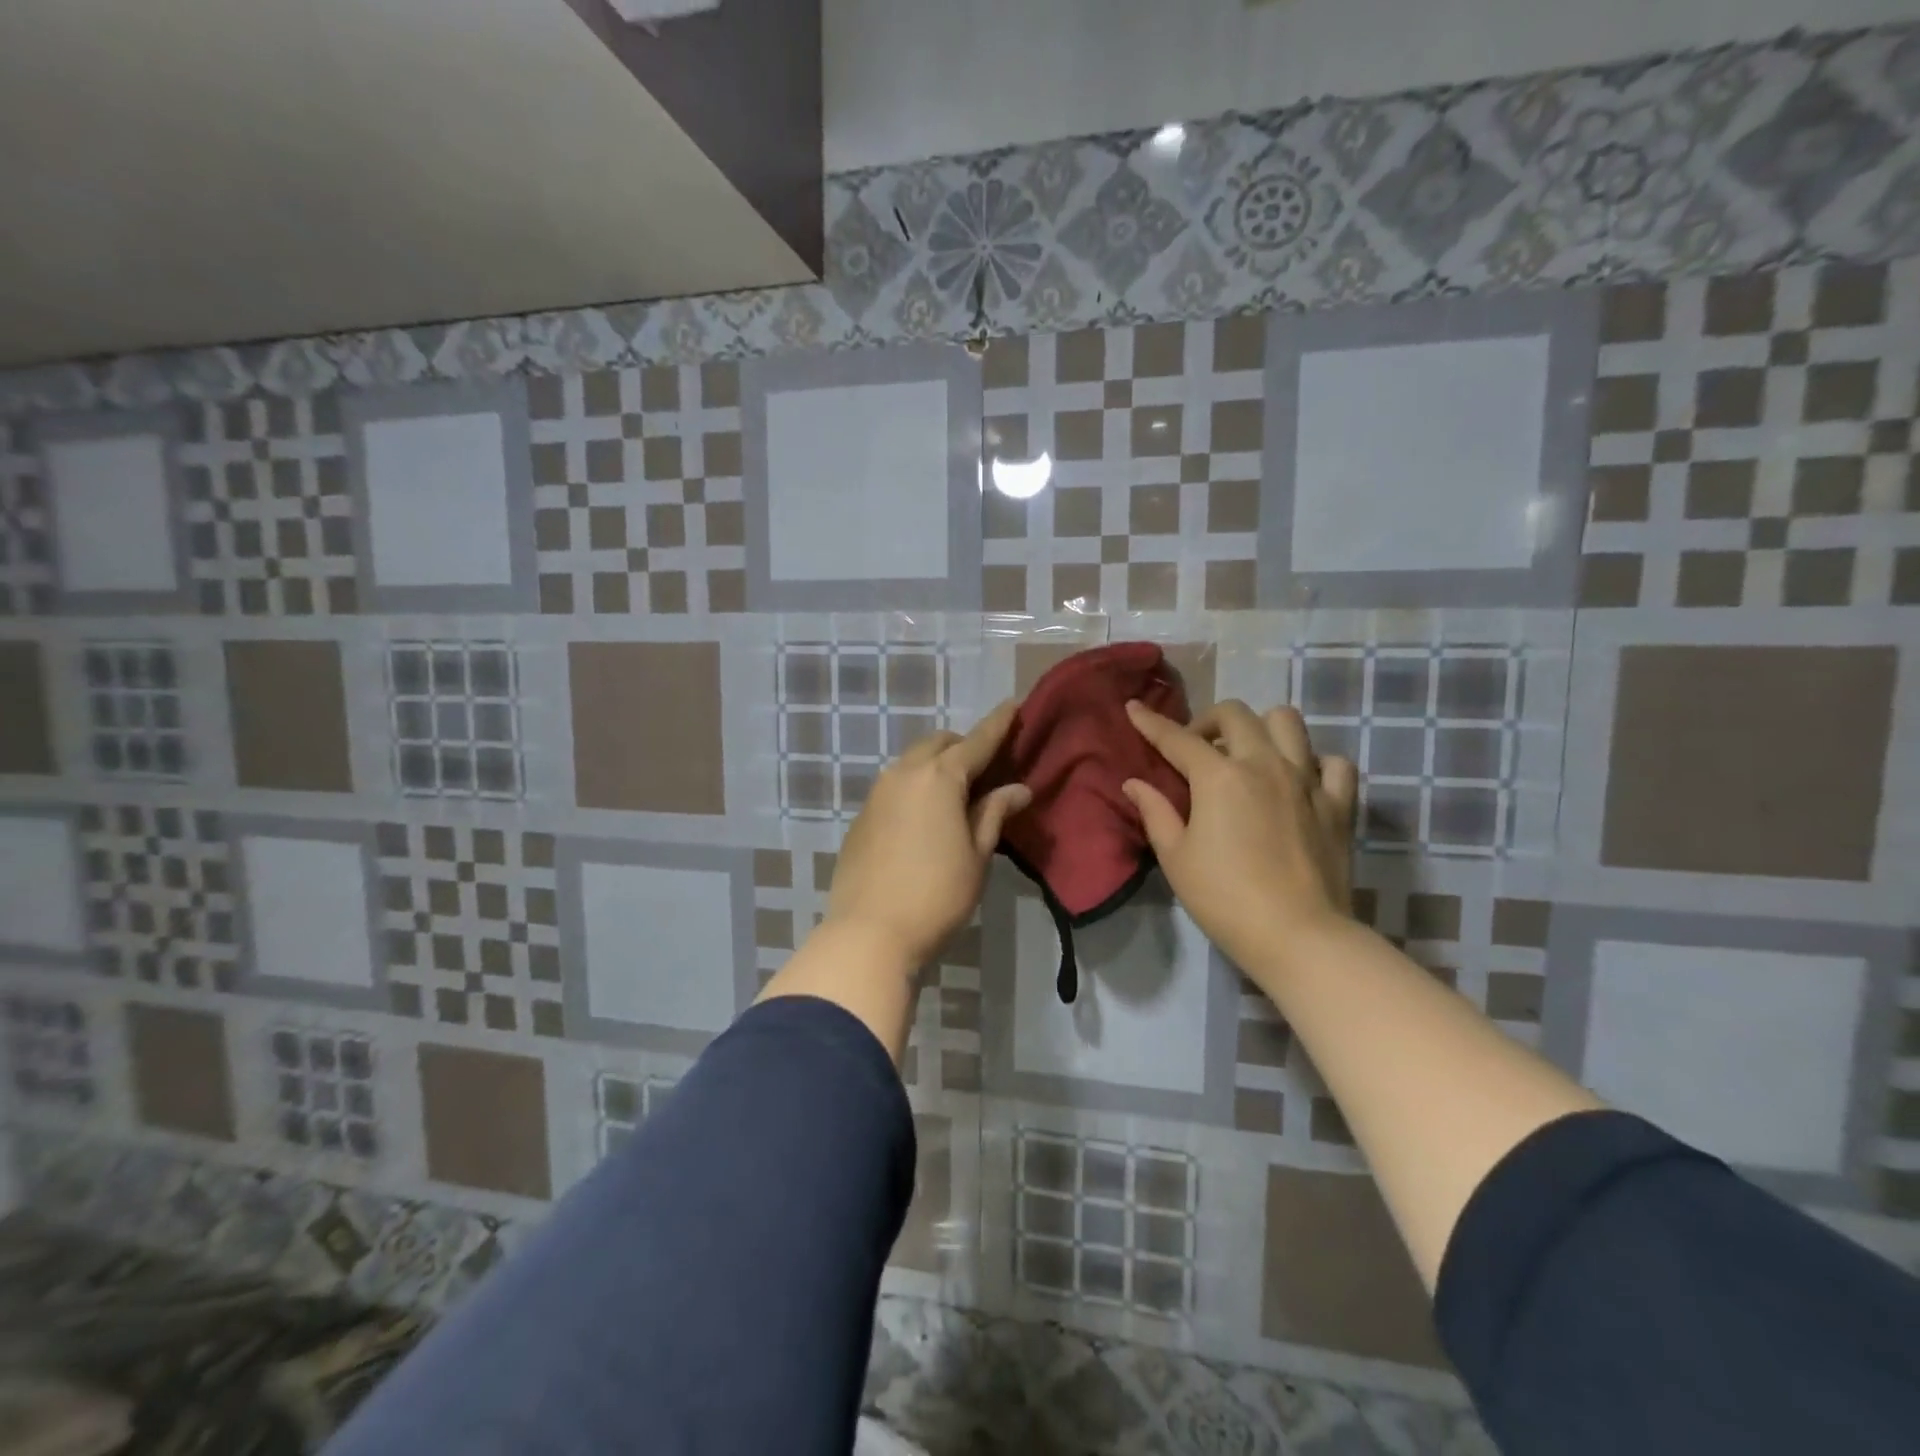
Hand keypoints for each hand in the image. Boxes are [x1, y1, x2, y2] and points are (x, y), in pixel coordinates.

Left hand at [825, 700, 1031, 969]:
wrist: (869, 932)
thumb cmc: (937, 894)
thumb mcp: (977, 855)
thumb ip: (994, 814)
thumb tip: (1017, 789)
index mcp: (939, 777)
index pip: (977, 741)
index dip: (998, 723)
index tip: (1014, 704)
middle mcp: (904, 773)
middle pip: (939, 743)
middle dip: (963, 746)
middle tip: (985, 768)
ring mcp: (877, 792)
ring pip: (912, 761)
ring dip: (936, 765)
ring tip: (956, 793)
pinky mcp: (862, 815)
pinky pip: (895, 784)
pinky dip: (915, 786)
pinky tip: (925, 816)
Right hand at [1122, 699, 1357, 973]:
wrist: (1298, 935)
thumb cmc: (1224, 898)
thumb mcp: (1176, 857)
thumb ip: (1155, 812)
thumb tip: (1135, 783)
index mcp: (1219, 776)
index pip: (1177, 738)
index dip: (1151, 723)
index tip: (1134, 709)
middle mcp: (1264, 764)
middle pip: (1235, 715)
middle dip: (1208, 721)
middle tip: (1196, 749)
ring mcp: (1306, 780)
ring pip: (1287, 722)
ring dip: (1261, 728)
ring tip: (1248, 755)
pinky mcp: (1338, 804)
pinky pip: (1332, 763)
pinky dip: (1314, 762)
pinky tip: (1299, 781)